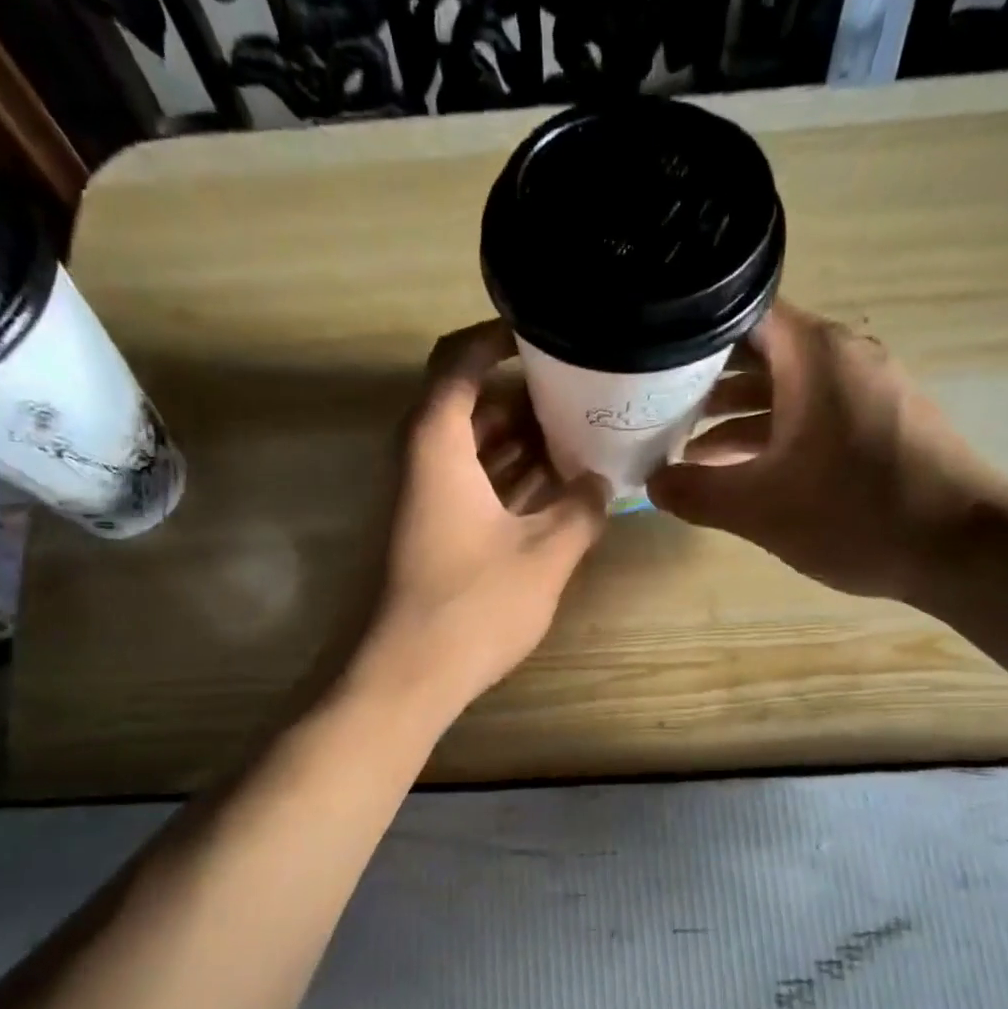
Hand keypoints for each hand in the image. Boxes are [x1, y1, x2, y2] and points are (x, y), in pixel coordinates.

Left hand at [355, 320, 608, 720]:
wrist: (407, 675)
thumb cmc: (473, 606)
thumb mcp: (545, 554)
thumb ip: (581, 510)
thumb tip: (600, 483)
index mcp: (437, 445)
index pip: (458, 361)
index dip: (498, 337)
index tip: (547, 332)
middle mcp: (423, 460)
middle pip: (469, 402)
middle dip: (525, 392)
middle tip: (582, 387)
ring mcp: (425, 498)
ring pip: (474, 446)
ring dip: (522, 438)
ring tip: (581, 431)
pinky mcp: (432, 531)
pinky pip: (473, 483)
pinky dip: (510, 477)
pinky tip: (557, 485)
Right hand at [647, 301, 1007, 601]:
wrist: (964, 550)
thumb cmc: (856, 514)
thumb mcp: (758, 508)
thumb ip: (696, 492)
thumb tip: (652, 483)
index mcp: (815, 354)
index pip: (739, 313)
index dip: (689, 333)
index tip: (649, 358)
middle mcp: (843, 356)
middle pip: (759, 350)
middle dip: (704, 379)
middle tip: (653, 406)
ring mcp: (866, 388)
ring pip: (785, 386)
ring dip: (736, 413)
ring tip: (686, 446)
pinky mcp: (880, 421)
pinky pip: (812, 411)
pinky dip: (773, 431)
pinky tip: (741, 469)